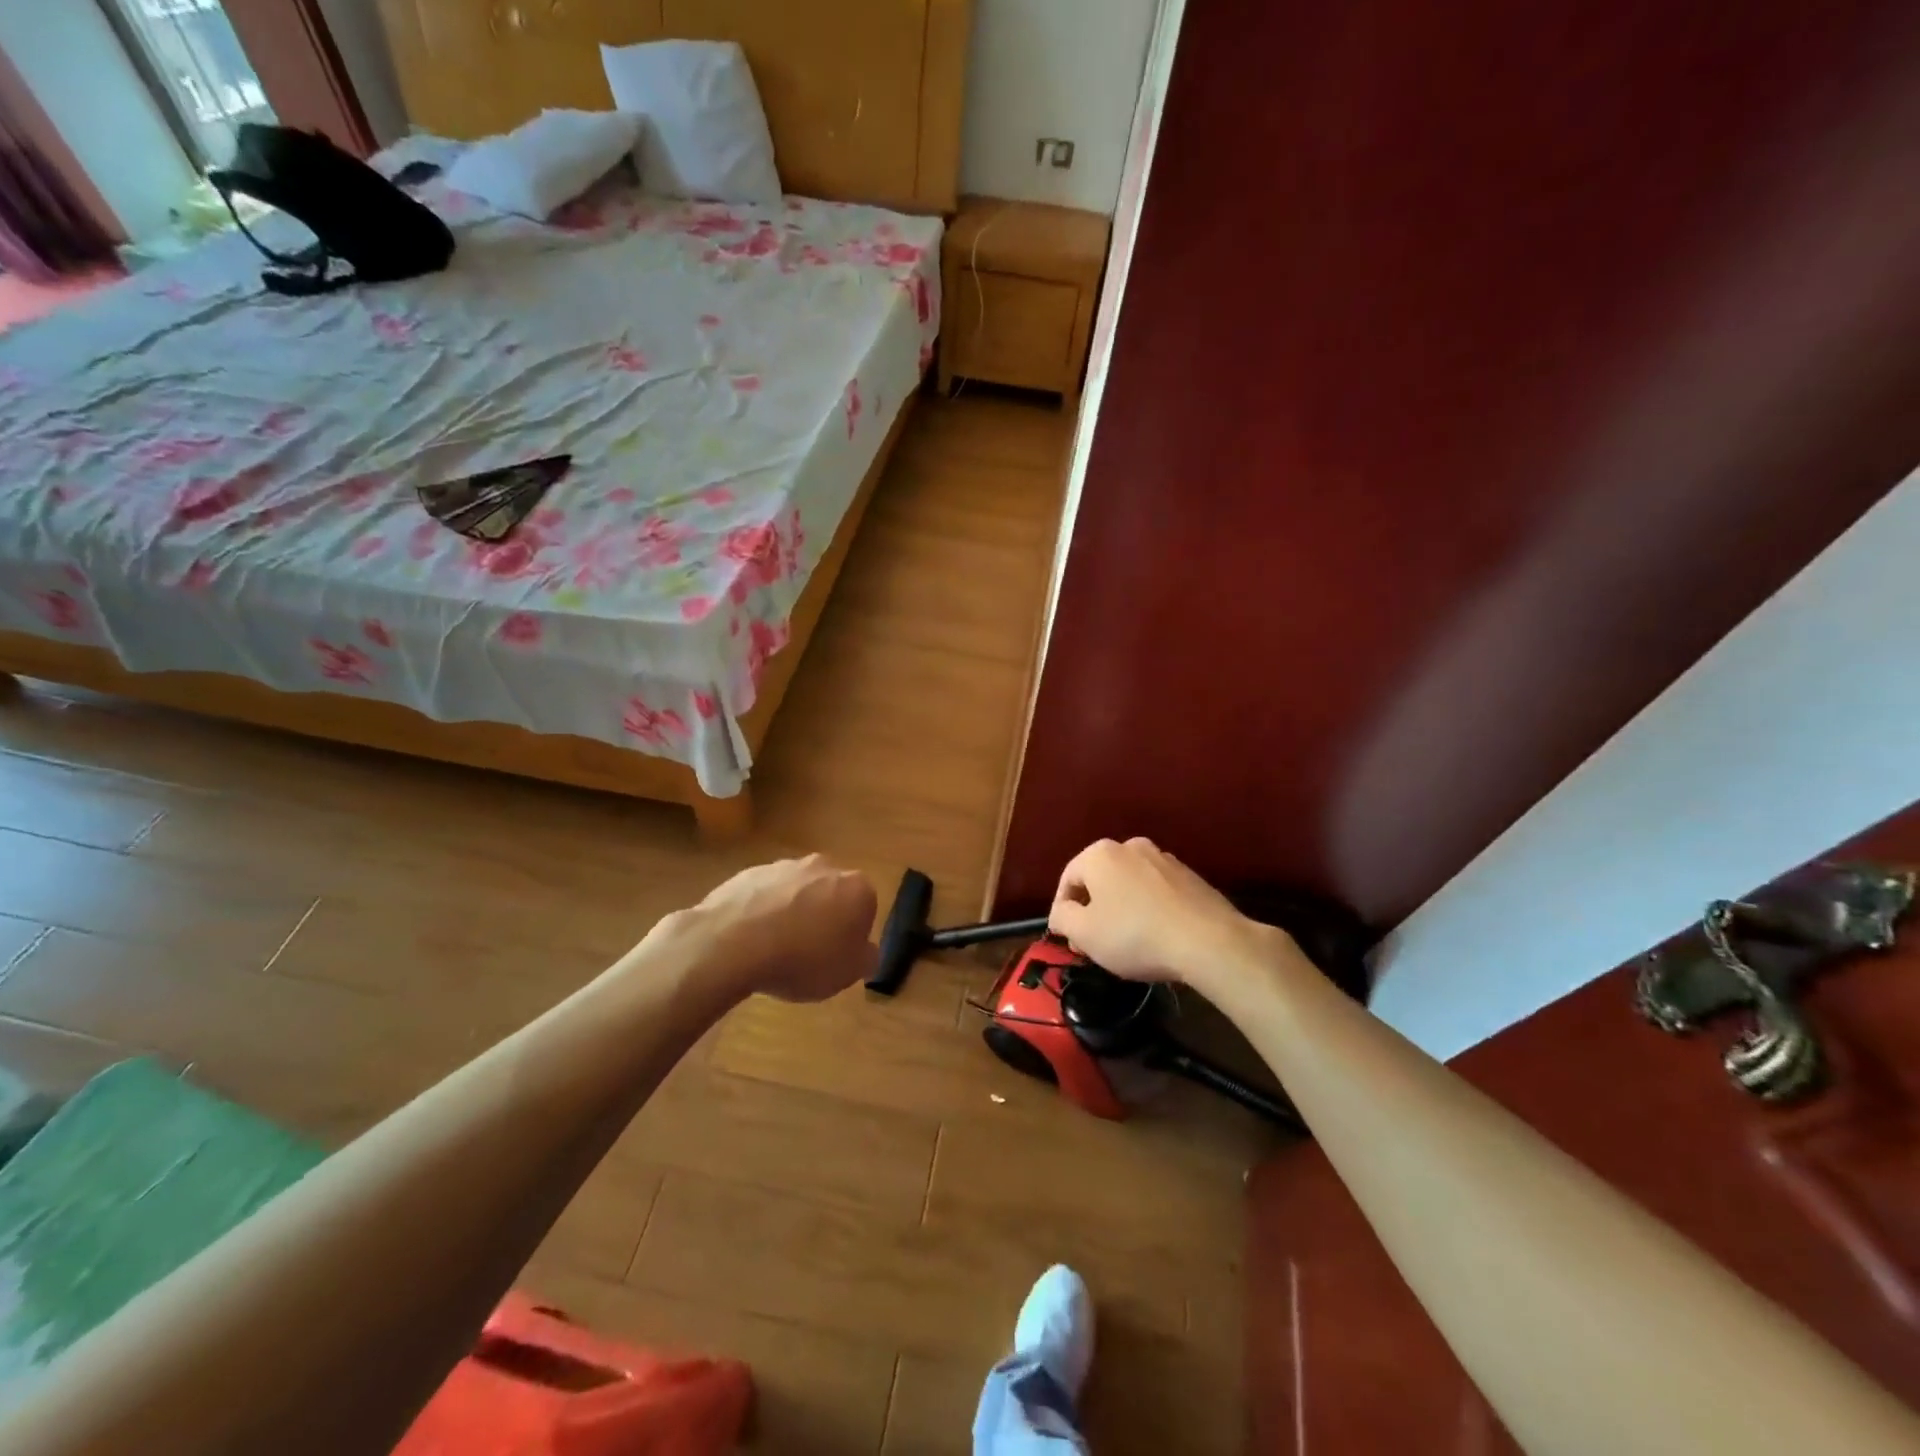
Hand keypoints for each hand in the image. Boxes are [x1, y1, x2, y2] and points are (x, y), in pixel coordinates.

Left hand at [660, 855, 878, 1001]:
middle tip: (809, 951)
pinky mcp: (750, 872)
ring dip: (792, 912)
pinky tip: (751, 939)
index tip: (838, 956)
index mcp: (856, 888)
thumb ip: (866, 958)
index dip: (853, 934)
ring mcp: (785, 866)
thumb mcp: (847, 974)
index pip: (866, 908)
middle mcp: (825, 867)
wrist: (734, 943)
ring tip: (775, 948)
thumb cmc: (803, 959)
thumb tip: (867, 951)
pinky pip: (764, 894)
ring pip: (797, 891)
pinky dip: (762, 911)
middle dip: (824, 916)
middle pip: (831, 893)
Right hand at [1048, 838, 1282, 992]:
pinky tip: (1155, 936)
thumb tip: (1061, 912)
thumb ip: (1062, 918)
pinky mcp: (1190, 876)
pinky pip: (1156, 892)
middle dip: (1092, 910)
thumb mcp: (1084, 933)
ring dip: (1121, 909)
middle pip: (1100, 880)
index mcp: (1100, 853)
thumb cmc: (1135, 935)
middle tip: (1093, 944)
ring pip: (1129, 885)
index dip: (1062, 911)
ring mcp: (1164, 858)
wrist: (1209, 941)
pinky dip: (1148, 909)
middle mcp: (1130, 846)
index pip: (1067, 880)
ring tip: (1125, 943)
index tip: (1068, 940)